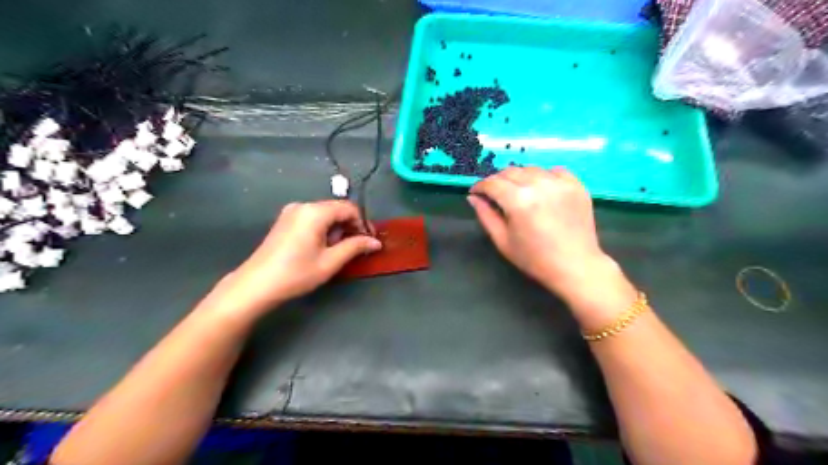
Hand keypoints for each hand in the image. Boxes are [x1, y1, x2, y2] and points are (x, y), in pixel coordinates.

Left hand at [207, 202, 379, 317]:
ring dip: (337, 229)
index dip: (362, 223)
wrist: (256, 285)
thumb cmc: (296, 273)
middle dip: (350, 227)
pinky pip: (312, 219)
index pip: (348, 208)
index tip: (369, 241)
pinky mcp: (285, 221)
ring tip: (337, 252)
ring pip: (325, 214)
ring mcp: (291, 212)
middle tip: (356, 248)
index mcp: (315, 212)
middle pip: (336, 209)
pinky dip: (323, 229)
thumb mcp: (330, 262)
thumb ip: (355, 247)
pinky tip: (321, 248)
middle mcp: (303, 206)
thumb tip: (375, 242)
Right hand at [469, 169, 634, 324]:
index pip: (492, 183)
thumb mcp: (503, 241)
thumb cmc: (535, 259)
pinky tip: (542, 189)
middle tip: (495, 194)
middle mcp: (538, 185)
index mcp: (518, 201)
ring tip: (518, 192)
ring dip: (519, 177)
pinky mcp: (576, 185)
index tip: (476, 193)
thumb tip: (473, 197)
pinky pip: (555, 171)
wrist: (575, 266)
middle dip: (497, 180)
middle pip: (510, 172)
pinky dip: (544, 176)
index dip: (480, 186)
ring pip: (531, 169)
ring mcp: (560, 183)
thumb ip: (486, 215)